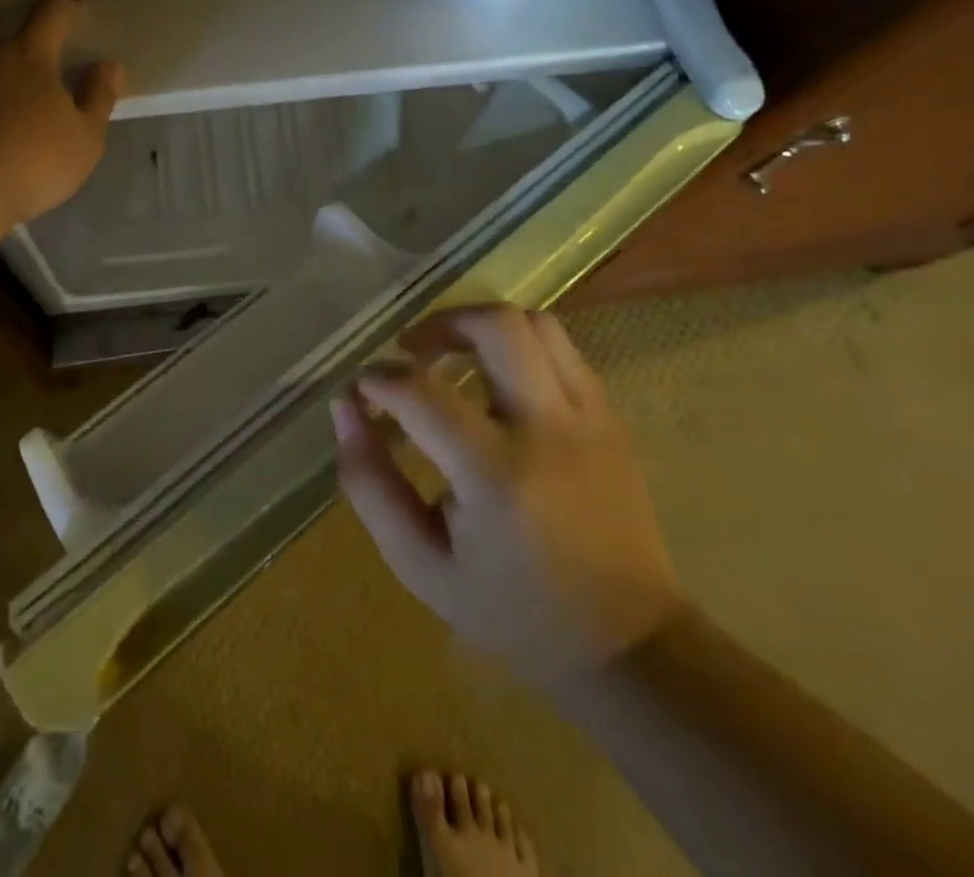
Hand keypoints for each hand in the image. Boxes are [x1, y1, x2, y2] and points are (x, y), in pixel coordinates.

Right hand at [332, 304, 686, 685]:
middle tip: (411, 351)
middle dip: (440, 324)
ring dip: (482, 327)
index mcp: (496, 474)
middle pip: (496, 326)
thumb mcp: (419, 564)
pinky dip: (519, 348)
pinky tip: (496, 383)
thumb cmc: (513, 613)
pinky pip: (562, 351)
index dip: (378, 380)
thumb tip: (345, 410)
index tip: (361, 394)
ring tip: (453, 356)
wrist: (628, 650)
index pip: (421, 391)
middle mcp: (549, 430)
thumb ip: (369, 484)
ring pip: (536, 325)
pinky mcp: (612, 420)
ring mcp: (590, 419)